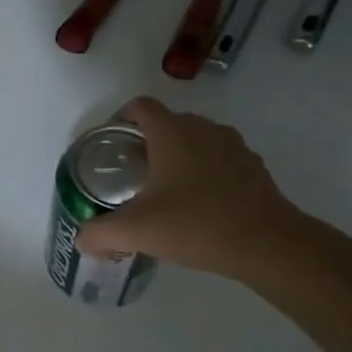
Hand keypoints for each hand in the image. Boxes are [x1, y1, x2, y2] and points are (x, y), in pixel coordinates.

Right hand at [73, 96, 305, 281]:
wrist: (268, 245)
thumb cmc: (196, 225)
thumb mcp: (137, 231)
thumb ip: (100, 233)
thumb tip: (83, 239)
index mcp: (172, 132)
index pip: (140, 106)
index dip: (120, 119)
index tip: (111, 145)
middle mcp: (203, 129)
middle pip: (167, 123)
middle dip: (146, 142)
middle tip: (131, 174)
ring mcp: (234, 147)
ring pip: (195, 141)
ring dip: (177, 157)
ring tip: (164, 191)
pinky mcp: (254, 168)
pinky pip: (219, 160)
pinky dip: (204, 173)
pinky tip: (198, 206)